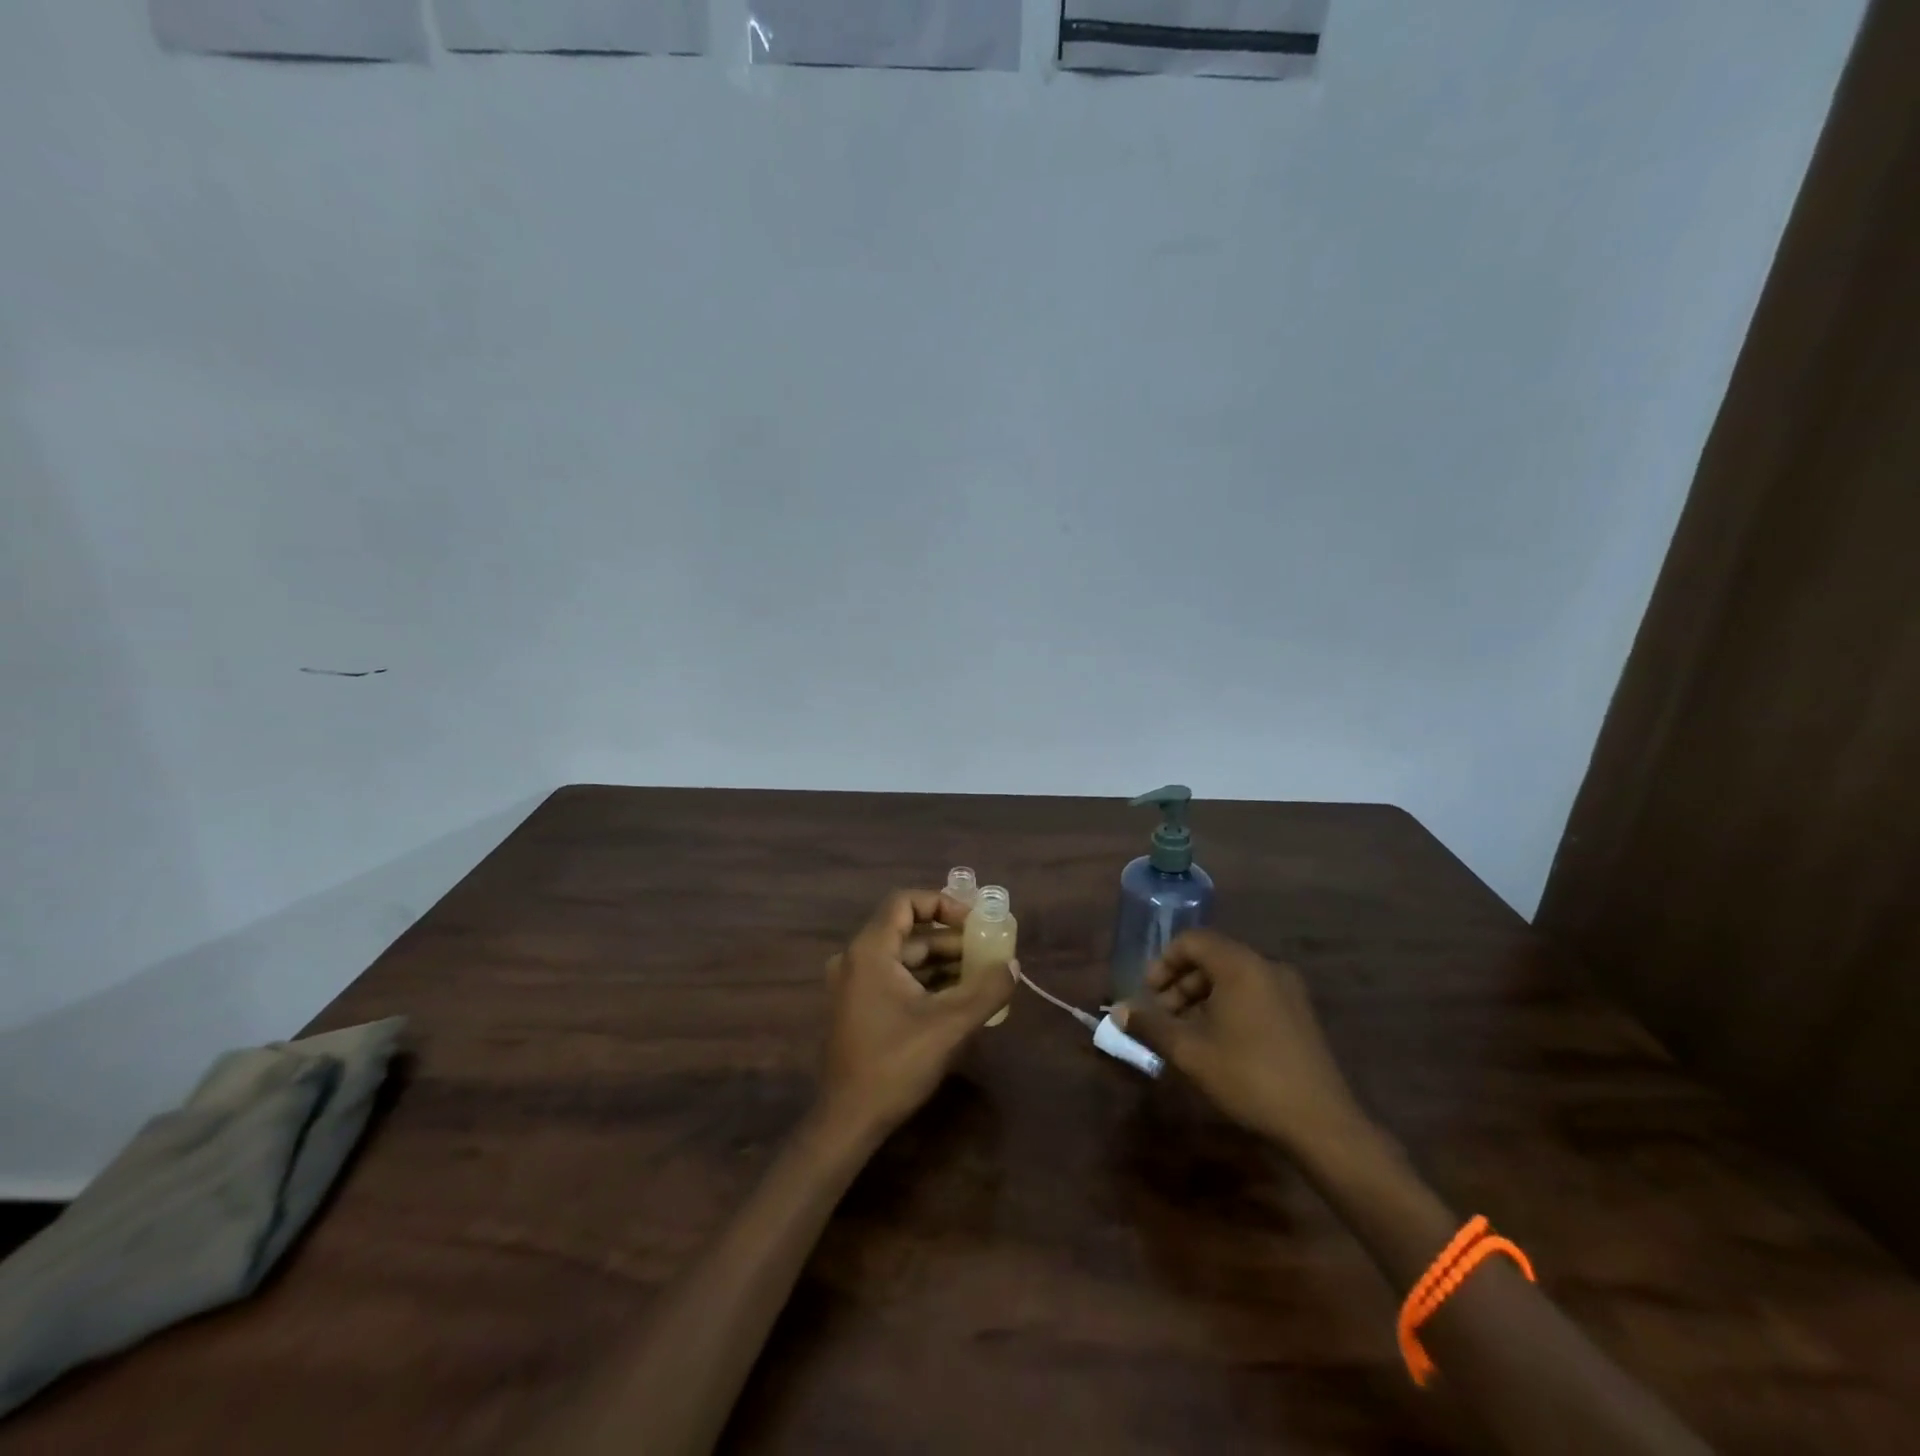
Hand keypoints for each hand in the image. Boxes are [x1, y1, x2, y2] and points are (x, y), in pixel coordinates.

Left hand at [816, 890, 1014, 1142]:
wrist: (848, 1120)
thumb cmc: (895, 1064)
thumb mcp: (950, 1025)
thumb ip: (986, 990)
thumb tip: (1013, 965)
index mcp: (870, 951)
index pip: (905, 902)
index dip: (942, 903)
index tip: (974, 921)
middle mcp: (855, 959)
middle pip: (908, 932)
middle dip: (950, 938)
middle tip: (987, 949)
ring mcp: (852, 985)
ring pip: (903, 958)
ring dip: (941, 962)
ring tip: (981, 974)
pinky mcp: (856, 1007)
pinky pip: (894, 979)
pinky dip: (925, 981)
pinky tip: (957, 998)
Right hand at [1116, 930, 1365, 1155]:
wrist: (1322, 1123)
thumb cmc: (1249, 1077)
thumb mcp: (1190, 1052)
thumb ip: (1150, 1026)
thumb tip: (1118, 1011)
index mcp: (1240, 965)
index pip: (1192, 941)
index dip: (1163, 963)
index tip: (1148, 996)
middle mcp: (1266, 966)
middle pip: (1211, 958)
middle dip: (1179, 984)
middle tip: (1162, 1018)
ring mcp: (1288, 990)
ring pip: (1232, 978)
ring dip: (1201, 998)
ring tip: (1186, 1035)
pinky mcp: (1299, 1014)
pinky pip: (1252, 994)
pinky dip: (1227, 1006)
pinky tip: (1218, 1043)